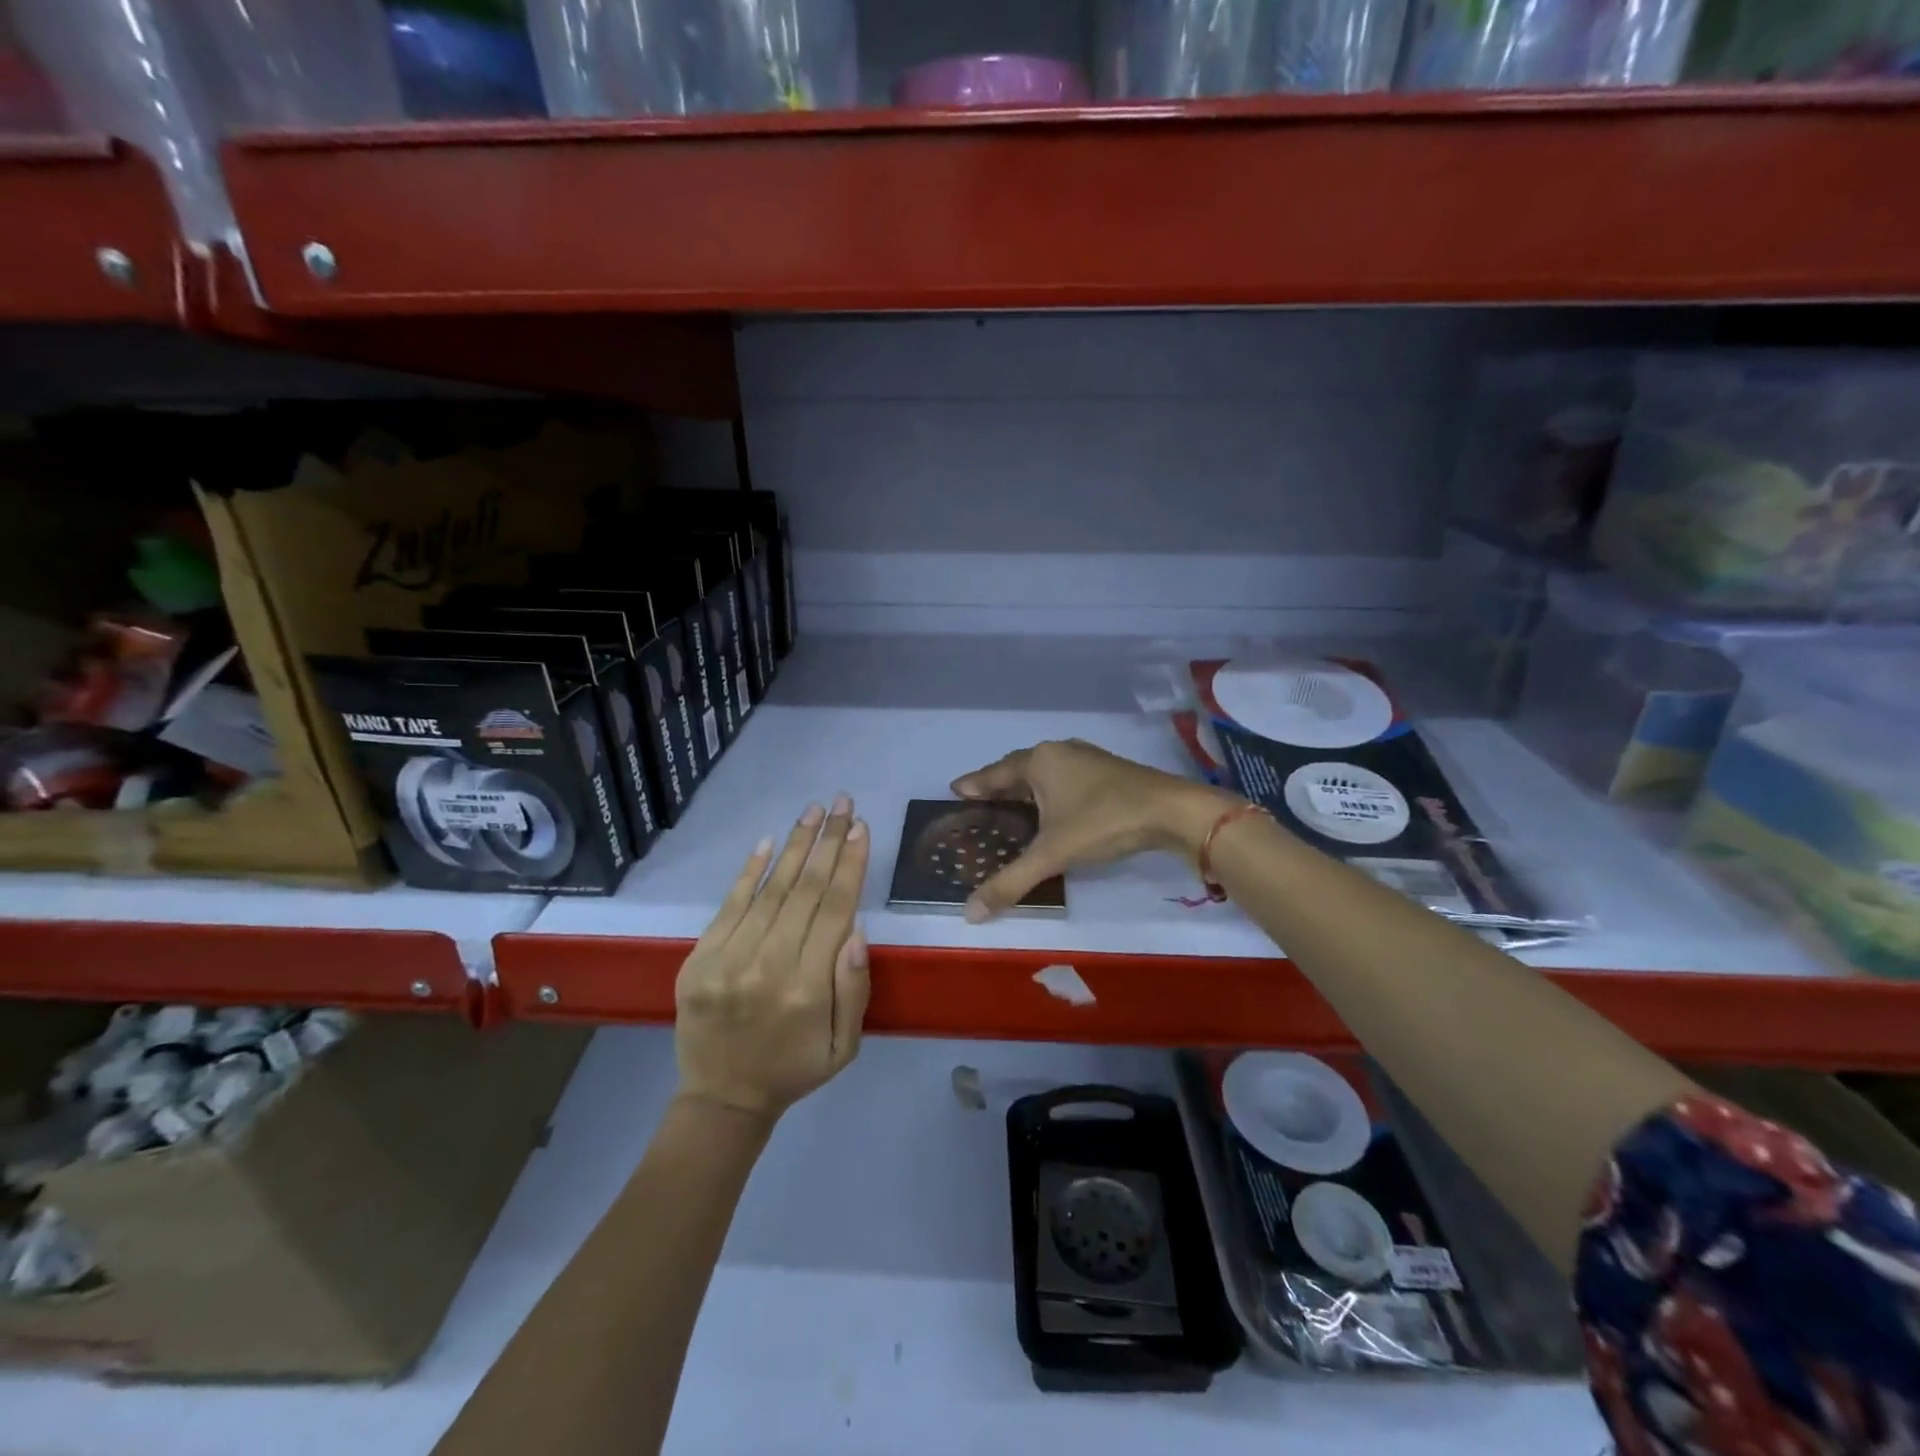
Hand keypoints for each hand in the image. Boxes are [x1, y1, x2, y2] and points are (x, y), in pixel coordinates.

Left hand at [674, 795, 870, 1123]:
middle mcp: (768, 967)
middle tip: (844, 804)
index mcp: (808, 989)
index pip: (834, 910)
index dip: (850, 865)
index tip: (862, 828)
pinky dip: (750, 871)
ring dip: (795, 845)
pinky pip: (729, 905)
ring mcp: (728, 960)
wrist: (721, 1098)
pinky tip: (769, 842)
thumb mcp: (844, 1045)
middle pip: (805, 890)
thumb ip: (853, 988)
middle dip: (828, 842)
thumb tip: (856, 928)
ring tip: (815, 811)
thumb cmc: (794, 1069)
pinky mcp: (699, 959)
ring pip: (770, 890)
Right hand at [951, 740, 1239, 921]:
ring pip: (1045, 772)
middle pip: (1019, 768)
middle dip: (999, 785)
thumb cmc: (1103, 822)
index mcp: (1039, 762)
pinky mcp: (1109, 771)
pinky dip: (1051, 792)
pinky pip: (1066, 778)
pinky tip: (1054, 809)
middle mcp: (1059, 752)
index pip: (996, 773)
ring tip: (1012, 806)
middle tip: (980, 802)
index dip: (975, 784)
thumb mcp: (1052, 854)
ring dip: (1027, 788)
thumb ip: (1010, 882)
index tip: (955, 790)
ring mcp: (1087, 758)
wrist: (1172, 811)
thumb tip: (969, 913)